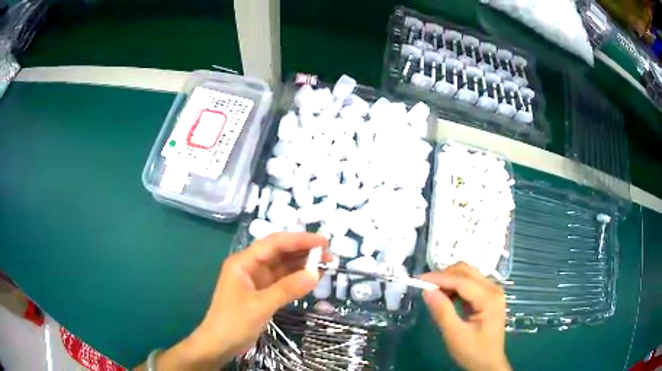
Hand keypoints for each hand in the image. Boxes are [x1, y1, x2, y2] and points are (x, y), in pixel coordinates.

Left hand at [136, 232, 326, 370]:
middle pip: (279, 252)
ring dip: (302, 265)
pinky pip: (282, 281)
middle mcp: (250, 266)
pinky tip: (311, 279)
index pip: (274, 244)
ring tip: (325, 265)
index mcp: (243, 262)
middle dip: (303, 251)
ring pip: (282, 267)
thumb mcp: (260, 306)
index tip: (322, 241)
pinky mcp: (261, 293)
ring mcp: (256, 280)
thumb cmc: (233, 322)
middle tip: (328, 254)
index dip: (299, 240)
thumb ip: (287, 289)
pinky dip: (296, 279)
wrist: (219, 344)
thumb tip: (315, 273)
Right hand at [420, 263, 509, 370]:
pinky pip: (470, 283)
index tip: (418, 279)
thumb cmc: (473, 351)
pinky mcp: (488, 296)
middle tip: (425, 287)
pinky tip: (446, 297)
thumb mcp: (455, 335)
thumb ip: (442, 311)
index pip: (462, 281)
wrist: (488, 363)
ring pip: (468, 275)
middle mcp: (494, 289)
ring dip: (450, 280)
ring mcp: (492, 291)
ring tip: (434, 293)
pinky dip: (455, 286)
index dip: (439, 278)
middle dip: (444, 276)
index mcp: (489, 298)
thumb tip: (427, 290)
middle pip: (466, 272)